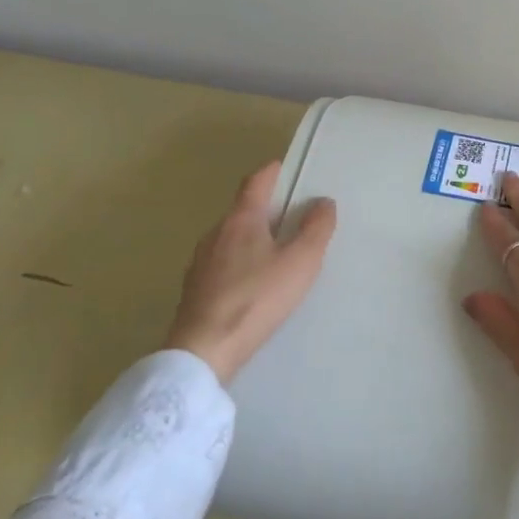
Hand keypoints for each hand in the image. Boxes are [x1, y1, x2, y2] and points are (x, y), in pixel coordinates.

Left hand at [163, 161, 336, 383]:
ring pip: (231, 239)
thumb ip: (316, 229)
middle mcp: (216, 234)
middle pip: (242, 210)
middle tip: (291, 215)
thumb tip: (323, 202)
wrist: (204, 350)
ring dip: (252, 238)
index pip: (255, 182)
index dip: (271, 172)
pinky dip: (240, 263)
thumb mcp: (300, 261)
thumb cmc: (257, 298)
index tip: (284, 167)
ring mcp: (200, 263)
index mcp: (241, 219)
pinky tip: (253, 284)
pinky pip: (222, 265)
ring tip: (275, 252)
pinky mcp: (194, 291)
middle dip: (265, 208)